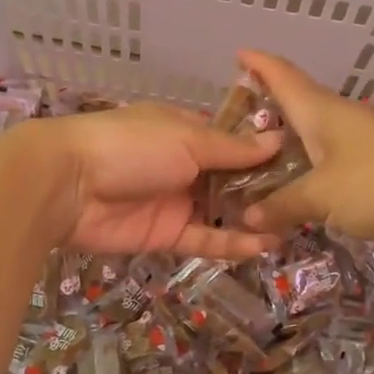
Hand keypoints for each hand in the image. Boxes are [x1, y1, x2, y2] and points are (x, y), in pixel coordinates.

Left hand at [12, 104, 283, 258]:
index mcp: (186, 130)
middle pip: (230, 178)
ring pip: (221, 211)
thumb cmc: (131, 145)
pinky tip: (264, 244)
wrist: (67, 185)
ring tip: (292, 225)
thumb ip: (233, 148)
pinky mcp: (165, 234)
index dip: (263, 150)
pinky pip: (205, 238)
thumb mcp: (187, 138)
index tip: (302, 161)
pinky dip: (232, 243)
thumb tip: (276, 139)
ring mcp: (175, 200)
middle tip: (305, 199)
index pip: (232, 140)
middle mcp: (184, 164)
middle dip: (264, 188)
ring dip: (252, 218)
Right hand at [236, 50, 373, 246]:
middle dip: (268, 106)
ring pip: (316, 135)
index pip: (283, 76)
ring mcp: (363, 141)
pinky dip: (311, 167)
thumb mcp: (324, 195)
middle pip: (298, 104)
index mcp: (321, 111)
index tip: (238, 53)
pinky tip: (302, 183)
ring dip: (289, 140)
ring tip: (258, 154)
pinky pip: (333, 161)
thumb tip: (248, 216)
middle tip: (234, 118)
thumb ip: (284, 204)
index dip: (259, 64)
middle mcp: (340, 119)